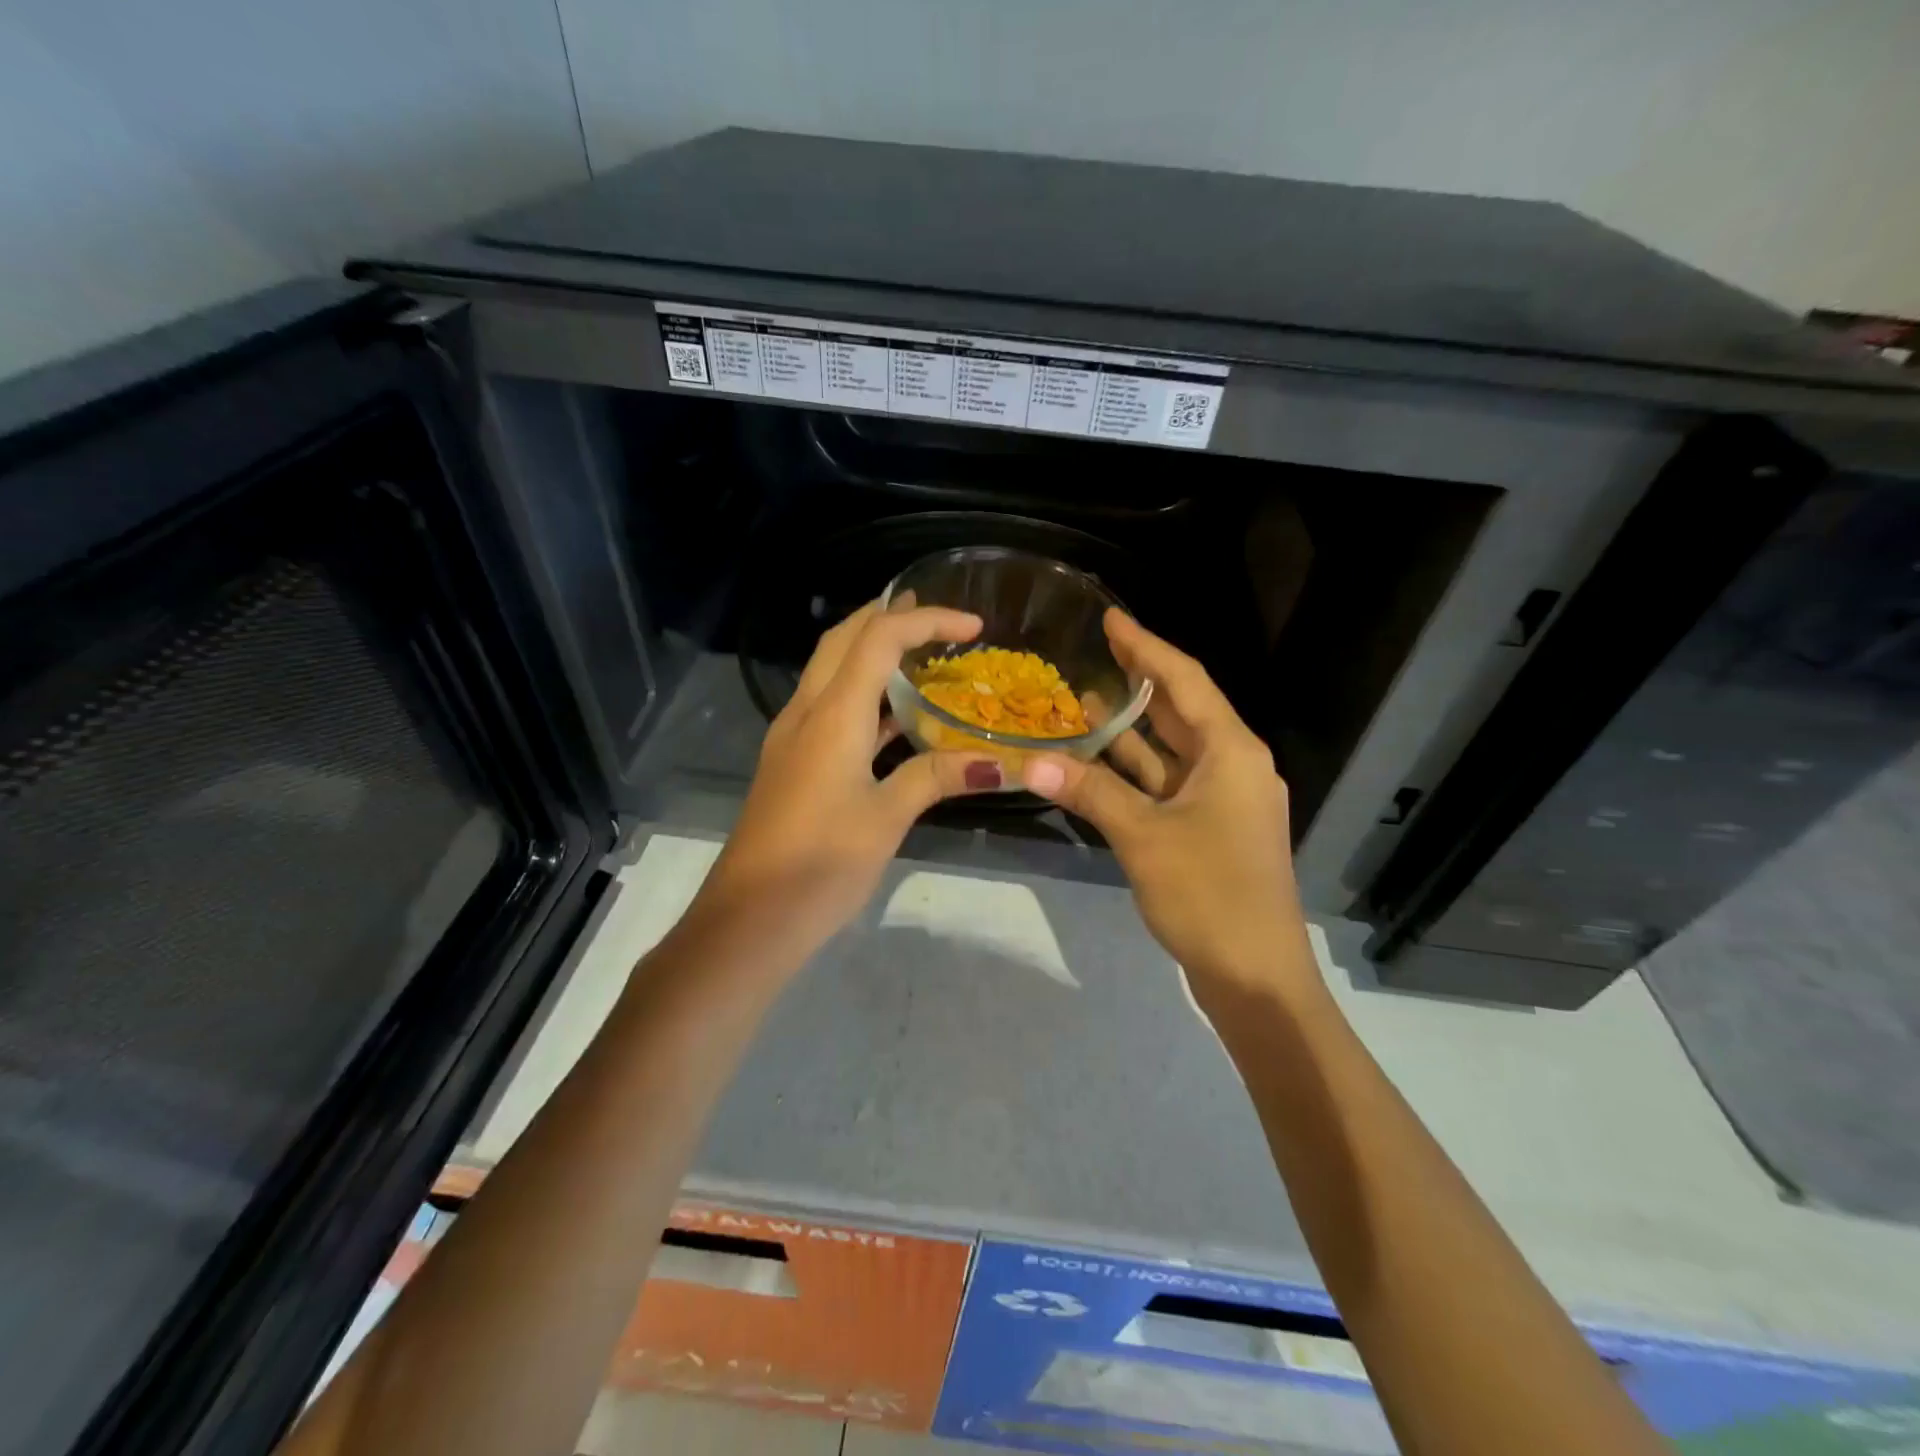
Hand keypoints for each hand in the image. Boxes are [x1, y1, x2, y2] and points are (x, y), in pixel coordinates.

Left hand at [692, 601, 1006, 960]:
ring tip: (920, 651)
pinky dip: (864, 694)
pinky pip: (831, 708)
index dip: (926, 621)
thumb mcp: (886, 819)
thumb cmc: (819, 865)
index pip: (878, 639)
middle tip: (936, 617)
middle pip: (843, 640)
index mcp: (831, 715)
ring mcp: (793, 738)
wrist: (748, 919)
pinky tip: (893, 715)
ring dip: (871, 651)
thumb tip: (999, 762)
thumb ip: (937, 779)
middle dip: (887, 617)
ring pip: (832, 671)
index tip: (973, 626)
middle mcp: (806, 712)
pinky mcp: (793, 763)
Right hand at [1019, 610, 1315, 1004]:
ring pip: (1172, 750)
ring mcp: (1223, 800)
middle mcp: (1233, 765)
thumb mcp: (1143, 837)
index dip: (1146, 646)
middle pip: (1181, 710)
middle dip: (1139, 681)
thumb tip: (1030, 761)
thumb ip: (1090, 791)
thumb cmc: (1209, 895)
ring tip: (1086, 698)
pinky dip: (1136, 771)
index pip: (1184, 681)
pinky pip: (1168, 783)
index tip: (1111, 617)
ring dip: (1133, 730)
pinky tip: (1099, 761)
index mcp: (1231, 752)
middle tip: (1096, 650)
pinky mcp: (1210, 829)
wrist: (1256, 976)